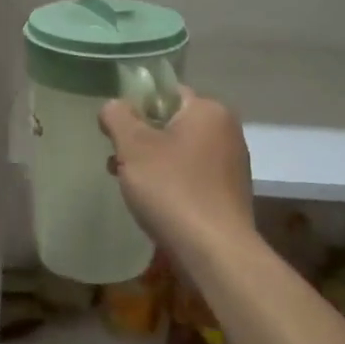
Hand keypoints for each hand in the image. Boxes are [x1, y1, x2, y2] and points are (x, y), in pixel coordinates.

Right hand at [99, 87, 253, 264]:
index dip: (136, 108)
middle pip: (172, 124)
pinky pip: (192, 176)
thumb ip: (118, 117)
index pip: (166, 93)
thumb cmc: (172, 189)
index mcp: (208, 110)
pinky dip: (171, 183)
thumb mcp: (133, 147)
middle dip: (141, 141)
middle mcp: (227, 131)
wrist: (214, 250)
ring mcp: (231, 164)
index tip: (115, 133)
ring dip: (152, 164)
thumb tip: (113, 106)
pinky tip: (154, 204)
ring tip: (128, 186)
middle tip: (117, 161)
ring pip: (180, 152)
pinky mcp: (229, 193)